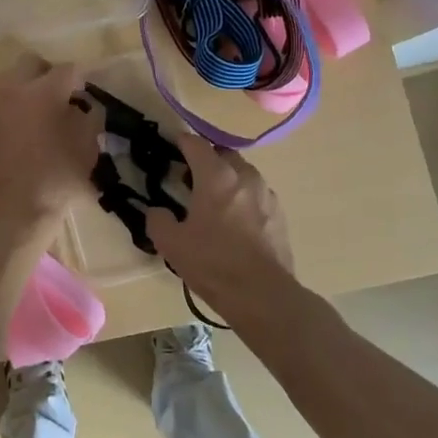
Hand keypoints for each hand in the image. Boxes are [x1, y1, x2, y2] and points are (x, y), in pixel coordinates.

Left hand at [0, 55, 98, 232]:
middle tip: (58, 97)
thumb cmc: (56, 182)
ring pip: (9, 83)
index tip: (84, 93)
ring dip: (24, 92)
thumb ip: (88, 118)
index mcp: (44, 92)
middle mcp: (12, 89)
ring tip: (35, 117)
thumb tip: (83, 106)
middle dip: (47, 74)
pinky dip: (7, 113)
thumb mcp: (87, 150)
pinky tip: (15, 136)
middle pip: (30, 63)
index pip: (68, 69)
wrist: (8, 213)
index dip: (80, 79)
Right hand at [145, 133, 295, 317]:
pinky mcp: (280, 214)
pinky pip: (257, 195)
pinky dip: (243, 198)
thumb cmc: (213, 263)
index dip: (181, 142)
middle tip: (190, 179)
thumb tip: (157, 211)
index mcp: (216, 176)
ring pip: (243, 174)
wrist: (263, 295)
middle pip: (223, 154)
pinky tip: (235, 222)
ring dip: (227, 178)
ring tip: (213, 202)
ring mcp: (267, 194)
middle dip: (206, 160)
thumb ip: (158, 220)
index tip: (171, 146)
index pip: (196, 144)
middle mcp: (245, 176)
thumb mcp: (171, 243)